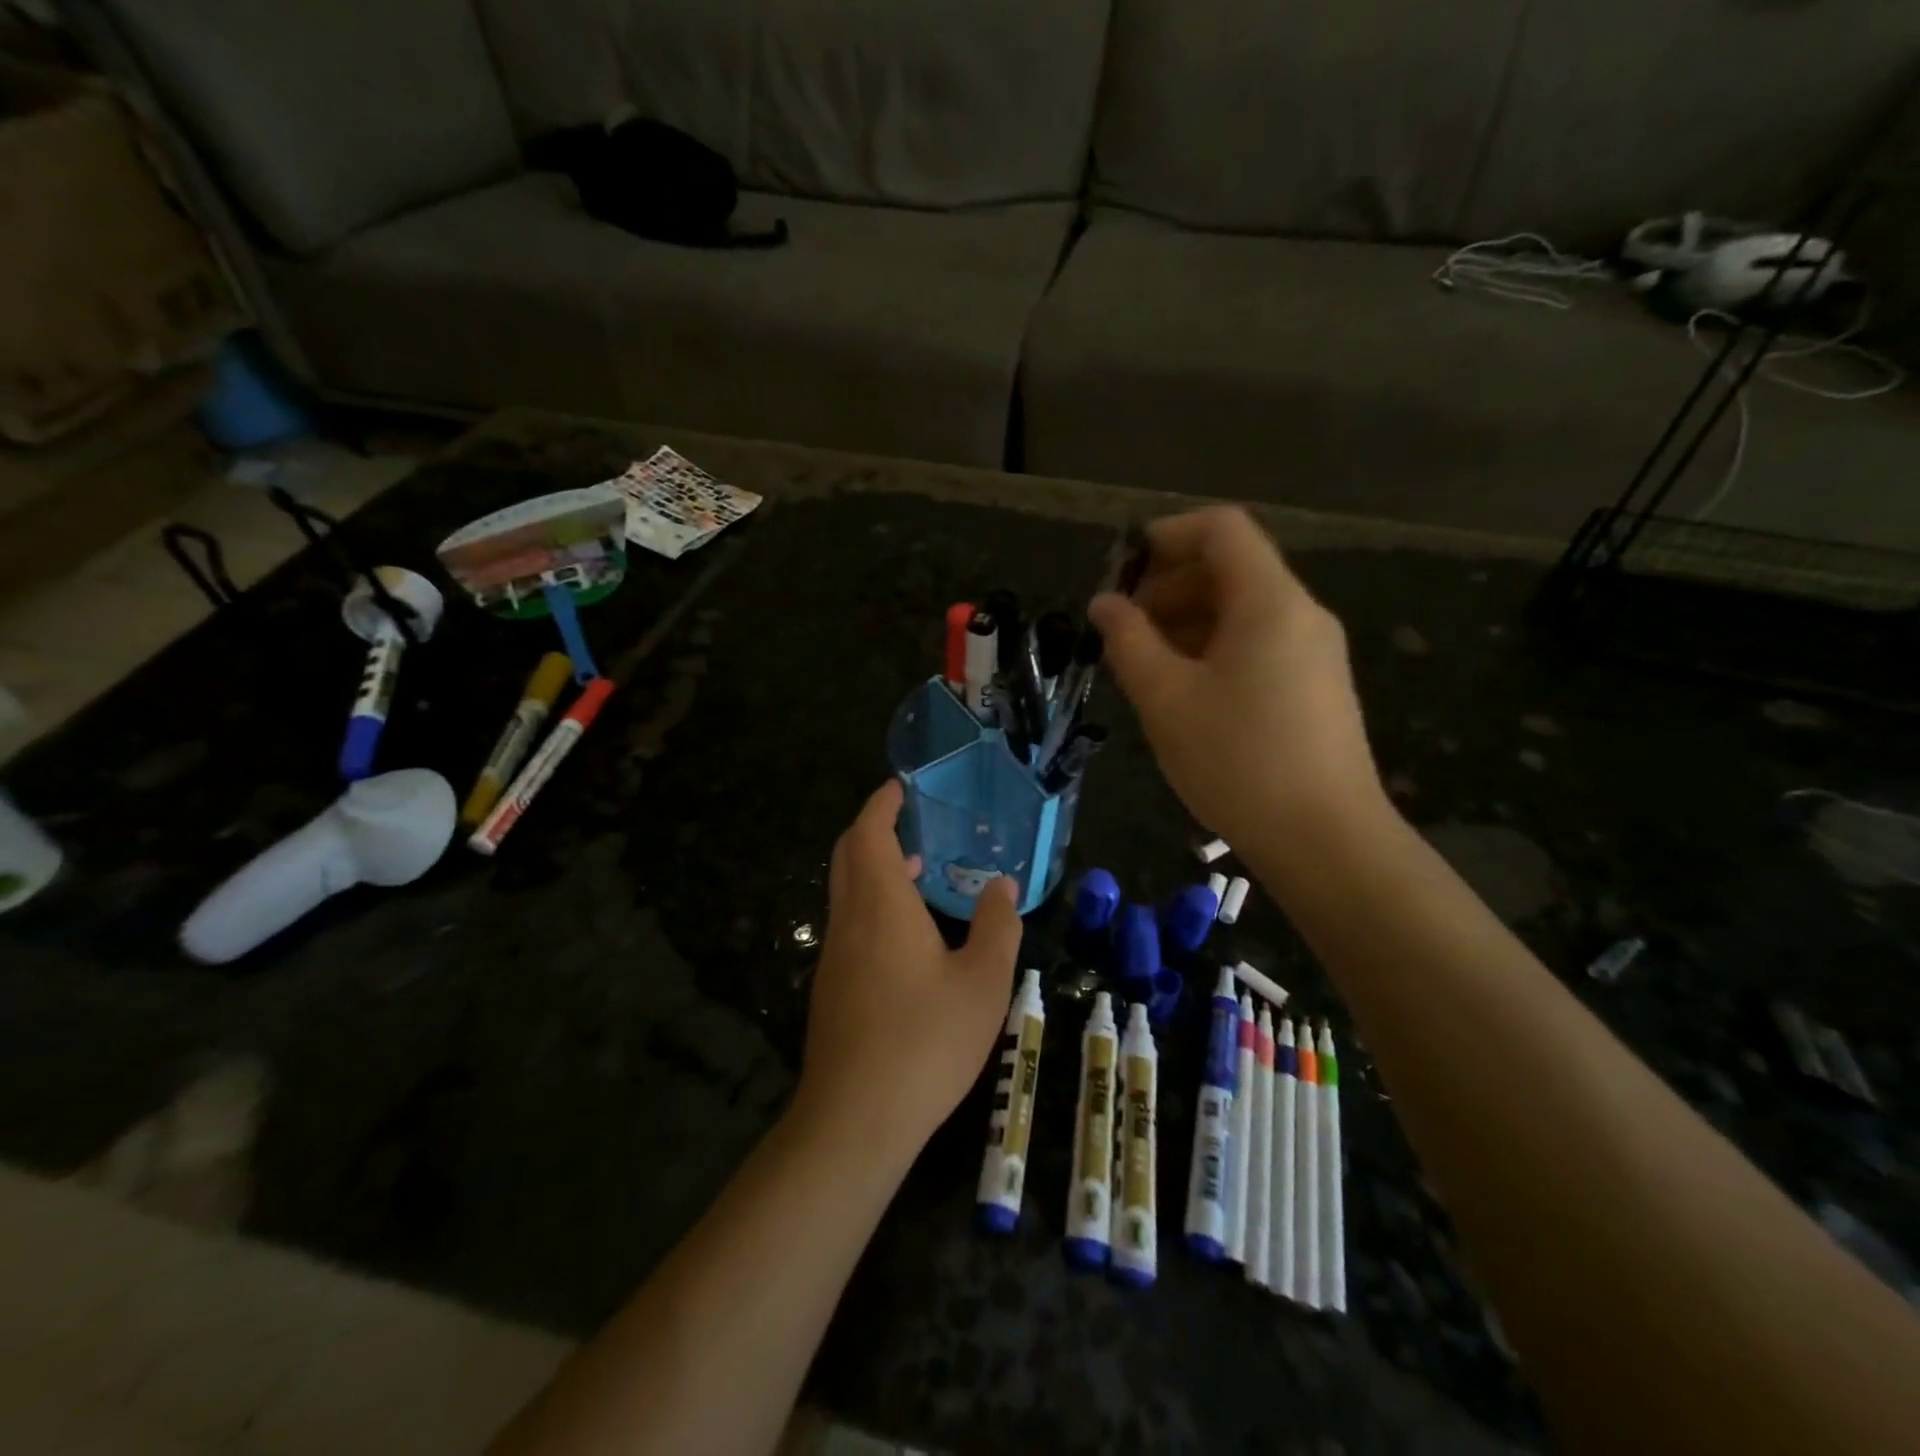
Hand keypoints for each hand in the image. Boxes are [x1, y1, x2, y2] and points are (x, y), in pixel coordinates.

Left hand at [794, 781, 1023, 1166]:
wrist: (856, 1117)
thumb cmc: (926, 1040)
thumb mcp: (983, 982)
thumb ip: (997, 927)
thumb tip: (1001, 886)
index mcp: (881, 904)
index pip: (869, 832)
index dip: (882, 804)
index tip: (900, 787)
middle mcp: (849, 919)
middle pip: (849, 854)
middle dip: (873, 828)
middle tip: (910, 821)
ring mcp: (834, 954)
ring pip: (846, 890)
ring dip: (873, 867)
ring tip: (917, 869)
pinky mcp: (831, 986)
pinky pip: (849, 922)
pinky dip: (871, 902)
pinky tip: (906, 934)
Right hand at [1088, 506, 1388, 853]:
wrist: (1325, 839)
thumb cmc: (1238, 761)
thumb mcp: (1166, 699)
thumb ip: (1129, 641)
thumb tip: (1105, 604)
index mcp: (1269, 601)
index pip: (1221, 530)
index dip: (1167, 535)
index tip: (1122, 570)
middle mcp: (1301, 614)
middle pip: (1232, 568)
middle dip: (1169, 585)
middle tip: (1123, 627)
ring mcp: (1314, 652)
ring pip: (1243, 610)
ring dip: (1187, 620)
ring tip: (1144, 663)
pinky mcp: (1316, 687)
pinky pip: (1259, 644)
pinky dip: (1214, 648)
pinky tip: (1184, 691)